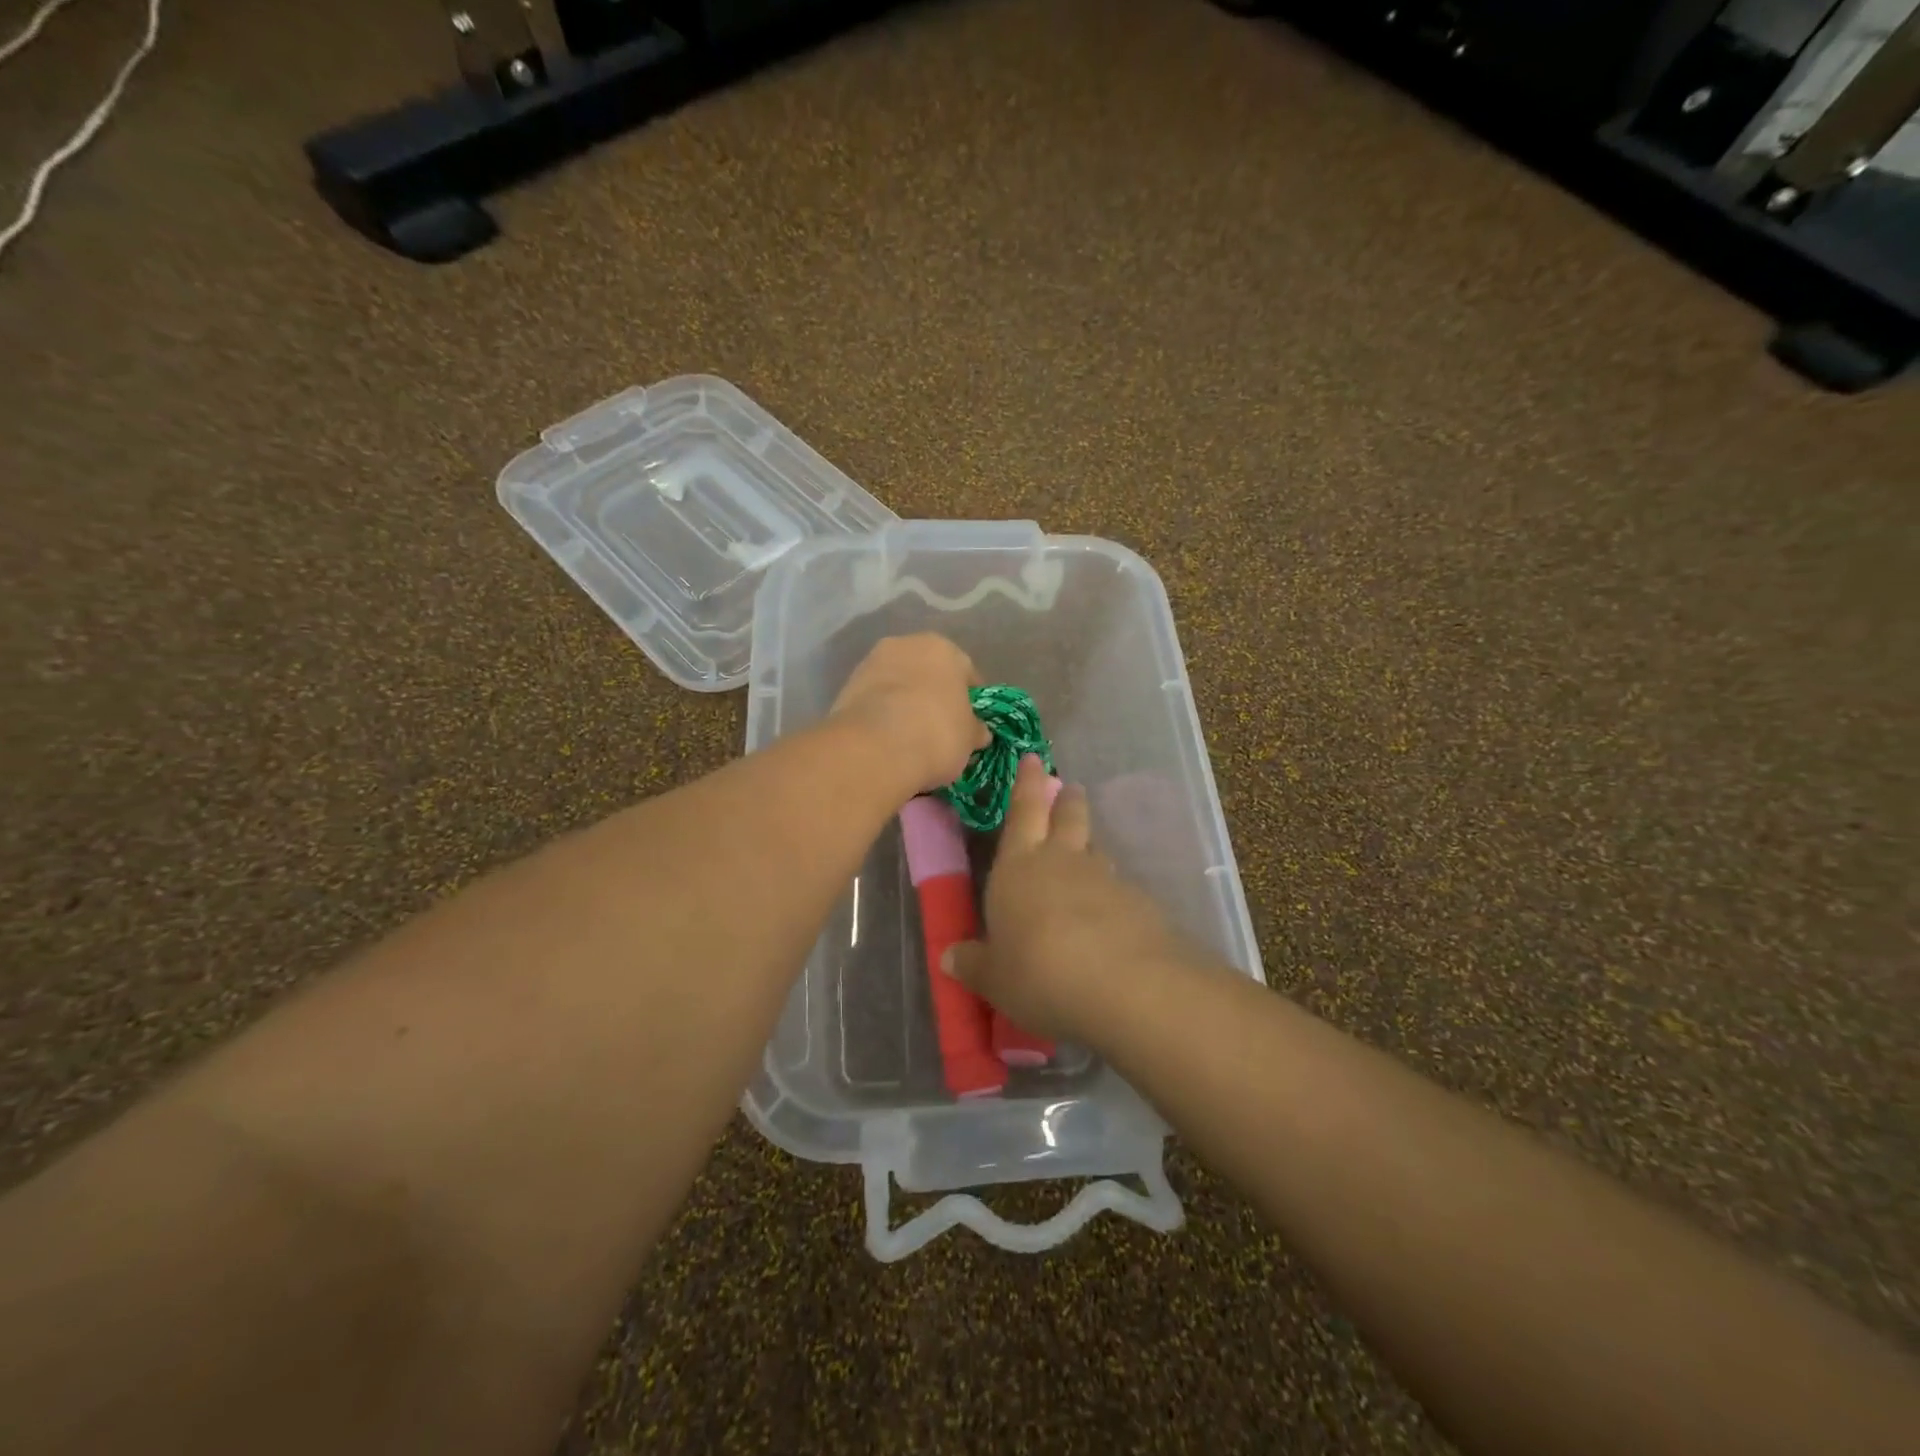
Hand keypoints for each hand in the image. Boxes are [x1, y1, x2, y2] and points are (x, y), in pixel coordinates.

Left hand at [829, 634, 988, 796]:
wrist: (875, 748)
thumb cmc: (936, 733)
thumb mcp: (968, 738)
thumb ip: (974, 729)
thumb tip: (978, 732)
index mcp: (943, 648)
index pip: (966, 671)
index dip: (970, 699)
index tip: (970, 722)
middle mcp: (905, 645)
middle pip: (927, 671)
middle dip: (933, 695)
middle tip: (939, 727)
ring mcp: (870, 663)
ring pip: (897, 682)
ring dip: (904, 702)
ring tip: (910, 735)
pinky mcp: (845, 687)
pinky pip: (874, 699)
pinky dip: (882, 713)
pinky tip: (887, 738)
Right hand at [944, 755, 1194, 1040]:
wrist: (1124, 986)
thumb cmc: (1039, 973)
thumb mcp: (994, 978)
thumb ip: (974, 964)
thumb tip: (950, 957)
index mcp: (1019, 866)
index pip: (1021, 812)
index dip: (1025, 784)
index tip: (1032, 758)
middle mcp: (1062, 861)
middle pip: (1067, 816)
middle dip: (1066, 800)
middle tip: (1068, 788)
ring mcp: (1105, 879)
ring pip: (1096, 850)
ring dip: (1090, 847)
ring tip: (1087, 854)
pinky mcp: (1139, 903)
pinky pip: (1119, 888)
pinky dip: (1112, 894)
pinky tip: (1109, 917)